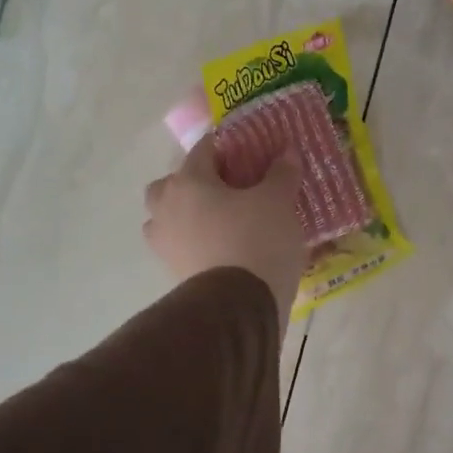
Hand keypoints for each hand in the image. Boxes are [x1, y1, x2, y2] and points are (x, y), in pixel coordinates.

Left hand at [144, 137, 303, 323]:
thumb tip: (287, 151)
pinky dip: (194, 242)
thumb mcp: (278, 201)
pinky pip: (180, 246)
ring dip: (186, 215)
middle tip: (226, 189)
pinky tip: (221, 247)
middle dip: (193, 183)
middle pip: (171, 185)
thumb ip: (281, 174)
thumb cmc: (257, 240)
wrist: (239, 305)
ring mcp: (165, 243)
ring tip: (219, 221)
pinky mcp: (173, 272)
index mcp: (188, 182)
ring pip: (167, 218)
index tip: (248, 153)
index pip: (203, 150)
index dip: (227, 148)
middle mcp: (167, 208)